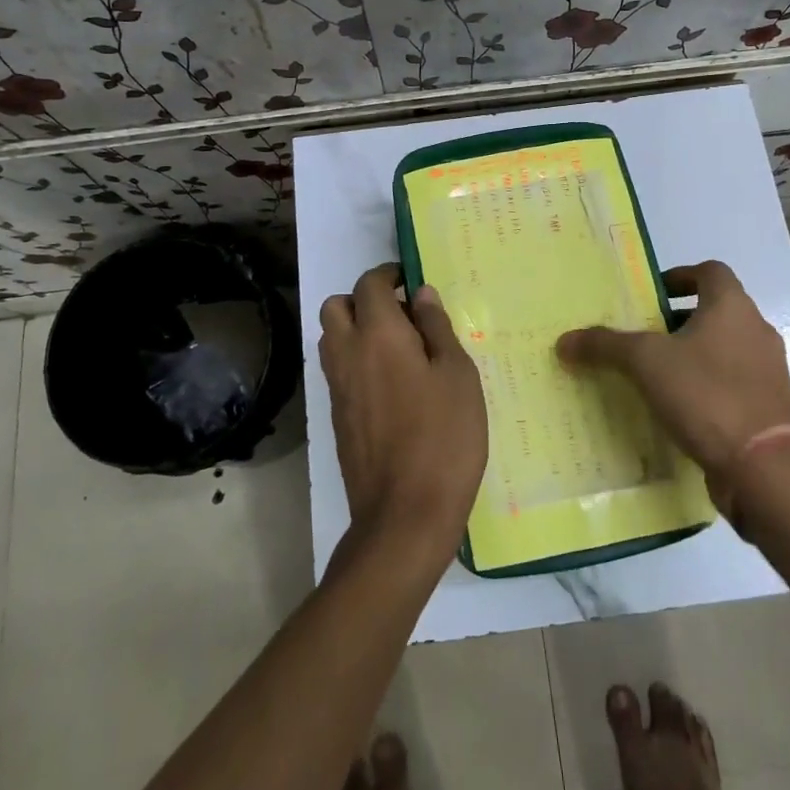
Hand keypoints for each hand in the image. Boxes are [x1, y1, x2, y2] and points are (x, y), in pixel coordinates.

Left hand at [319, 263, 487, 563]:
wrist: (404, 514)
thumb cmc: (444, 437)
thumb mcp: (457, 375)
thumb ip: (437, 328)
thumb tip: (420, 294)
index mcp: (378, 334)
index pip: (369, 284)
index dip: (389, 275)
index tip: (411, 282)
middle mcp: (347, 353)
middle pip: (336, 306)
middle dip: (363, 299)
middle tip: (401, 315)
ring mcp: (337, 387)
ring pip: (332, 338)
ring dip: (356, 329)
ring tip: (399, 349)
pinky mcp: (336, 417)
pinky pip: (338, 370)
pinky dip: (356, 360)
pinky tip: (392, 384)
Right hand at [557, 260, 789, 487]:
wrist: (762, 466)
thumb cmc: (705, 394)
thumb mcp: (645, 363)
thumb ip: (605, 346)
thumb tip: (564, 341)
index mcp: (732, 306)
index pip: (710, 271)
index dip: (680, 276)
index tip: (652, 295)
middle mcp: (756, 330)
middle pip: (716, 310)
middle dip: (679, 320)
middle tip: (645, 336)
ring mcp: (768, 369)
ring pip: (725, 347)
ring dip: (694, 353)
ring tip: (657, 373)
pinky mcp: (769, 405)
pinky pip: (733, 381)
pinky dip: (708, 384)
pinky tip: (680, 407)